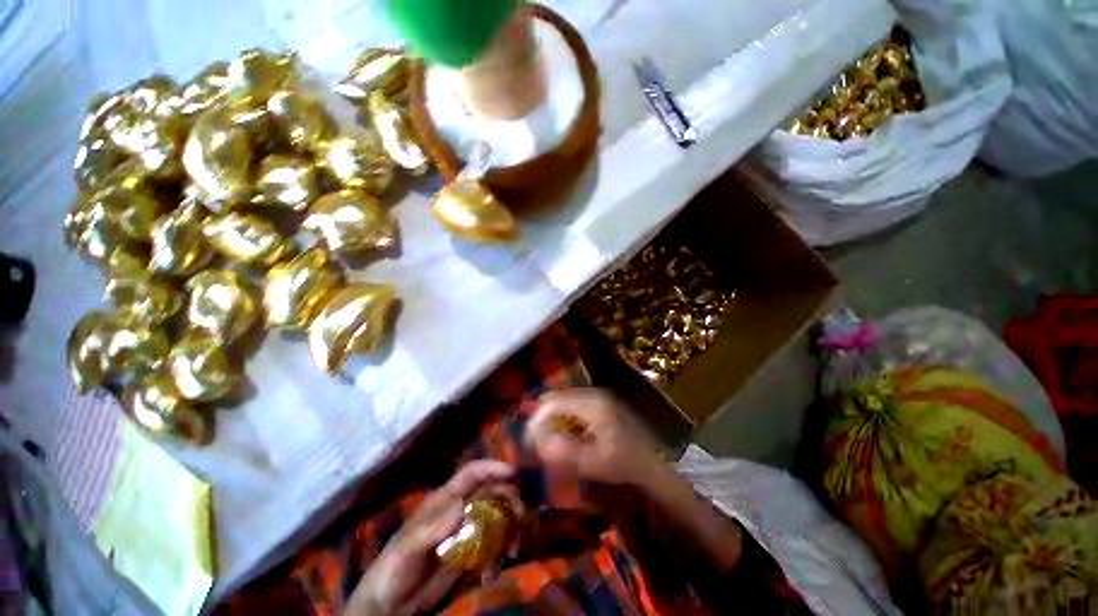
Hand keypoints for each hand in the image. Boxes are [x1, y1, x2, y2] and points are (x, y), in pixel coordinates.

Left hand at [344, 460, 521, 615]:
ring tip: (513, 547)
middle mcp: (460, 509)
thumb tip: (462, 505)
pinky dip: (502, 549)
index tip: (514, 472)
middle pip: (491, 491)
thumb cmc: (394, 569)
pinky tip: (500, 565)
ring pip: (497, 515)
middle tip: (521, 517)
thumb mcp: (408, 548)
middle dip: (509, 498)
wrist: (390, 604)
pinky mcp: (471, 552)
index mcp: (445, 499)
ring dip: (510, 525)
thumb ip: (432, 527)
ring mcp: (467, 530)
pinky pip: (494, 542)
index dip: (493, 467)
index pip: (472, 473)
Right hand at [526, 388, 662, 487]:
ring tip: (545, 439)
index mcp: (592, 404)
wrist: (652, 461)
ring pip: (562, 400)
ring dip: (551, 417)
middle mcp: (592, 392)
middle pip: (556, 398)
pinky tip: (563, 434)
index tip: (528, 441)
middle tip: (534, 441)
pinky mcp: (598, 401)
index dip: (536, 420)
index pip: (553, 403)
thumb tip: (535, 442)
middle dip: (541, 418)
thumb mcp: (592, 462)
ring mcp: (596, 395)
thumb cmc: (624, 463)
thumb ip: (562, 451)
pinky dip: (561, 417)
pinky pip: (571, 404)